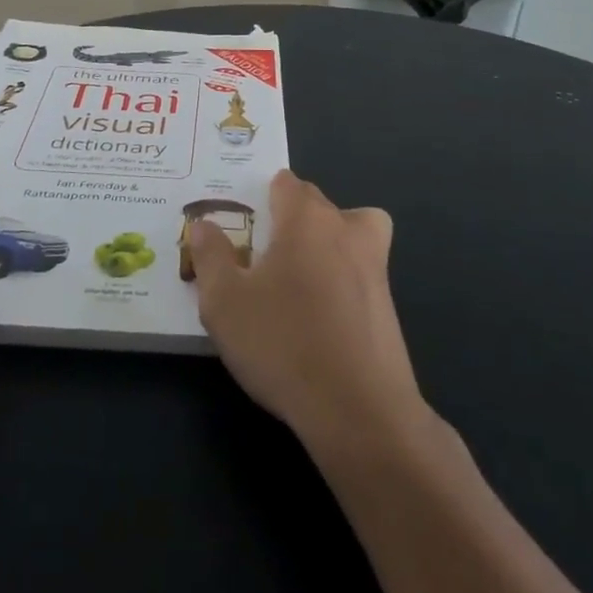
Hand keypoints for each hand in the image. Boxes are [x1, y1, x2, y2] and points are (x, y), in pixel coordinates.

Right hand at [189, 170, 430, 459]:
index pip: (286, 183)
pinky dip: (343, 277)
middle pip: (317, 204)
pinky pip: (360, 270)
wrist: (359, 409)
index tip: (241, 223)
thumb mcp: (225, 303)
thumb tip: (204, 224)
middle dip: (290, 218)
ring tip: (297, 276)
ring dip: (326, 241)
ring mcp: (374, 264)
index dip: (262, 196)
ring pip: (350, 231)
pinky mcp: (388, 302)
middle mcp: (345, 229)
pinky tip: (320, 315)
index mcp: (306, 219)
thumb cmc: (283, 344)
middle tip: (258, 254)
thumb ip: (211, 257)